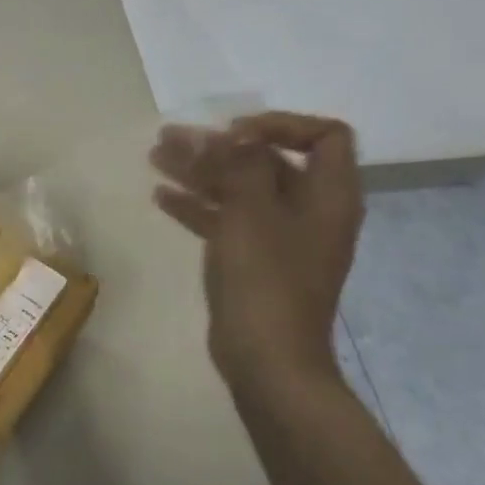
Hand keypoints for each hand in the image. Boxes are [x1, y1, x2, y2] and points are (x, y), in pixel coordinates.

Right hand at [149, 111, 364, 383]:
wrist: (267, 360)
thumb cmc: (266, 280)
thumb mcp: (252, 212)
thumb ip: (243, 165)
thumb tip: (237, 133)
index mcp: (328, 196)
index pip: (325, 136)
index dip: (281, 125)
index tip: (234, 133)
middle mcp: (310, 211)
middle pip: (269, 162)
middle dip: (220, 146)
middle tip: (172, 137)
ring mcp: (281, 239)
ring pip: (241, 190)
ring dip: (201, 172)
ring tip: (157, 157)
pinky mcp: (255, 262)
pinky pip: (227, 221)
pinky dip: (199, 206)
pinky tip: (162, 197)